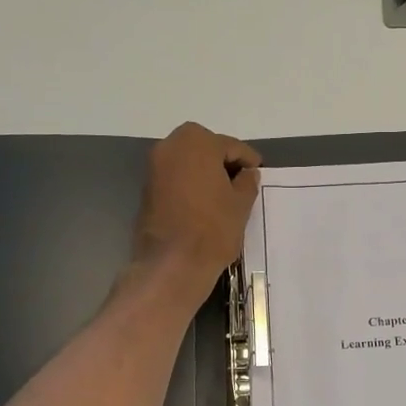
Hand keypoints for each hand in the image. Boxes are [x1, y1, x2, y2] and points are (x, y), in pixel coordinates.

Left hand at [129, 123, 260, 307]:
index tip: (258, 174)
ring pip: (188, 162)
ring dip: (206, 173)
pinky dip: (191, 184)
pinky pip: (176, 177)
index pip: (231, 146)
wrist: (172, 263)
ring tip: (224, 195)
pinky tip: (205, 203)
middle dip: (224, 162)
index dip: (248, 161)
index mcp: (197, 142)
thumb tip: (248, 173)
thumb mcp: (241, 204)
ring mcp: (154, 167)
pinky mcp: (147, 188)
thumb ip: (247, 182)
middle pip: (206, 148)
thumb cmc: (213, 228)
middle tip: (241, 183)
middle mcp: (171, 146)